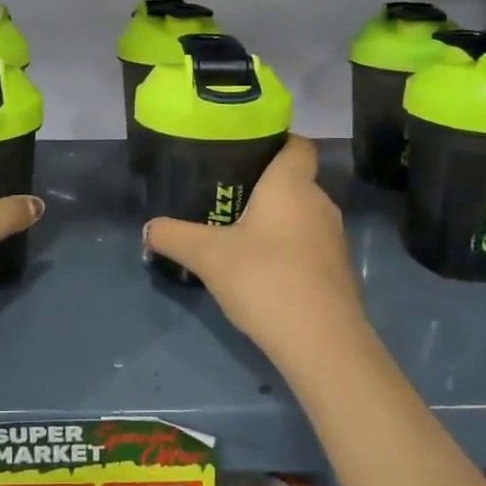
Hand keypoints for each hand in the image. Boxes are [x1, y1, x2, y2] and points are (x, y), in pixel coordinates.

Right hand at [144, 136, 366, 358]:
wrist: (322, 343)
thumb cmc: (265, 279)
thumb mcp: (207, 256)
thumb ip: (173, 236)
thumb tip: (148, 228)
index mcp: (291, 185)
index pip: (296, 145)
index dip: (275, 141)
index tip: (243, 150)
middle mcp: (319, 203)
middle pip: (294, 181)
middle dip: (263, 185)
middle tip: (224, 195)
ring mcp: (333, 239)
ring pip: (301, 215)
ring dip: (274, 220)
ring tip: (236, 232)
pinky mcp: (337, 271)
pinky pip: (308, 245)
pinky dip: (286, 248)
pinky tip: (260, 269)